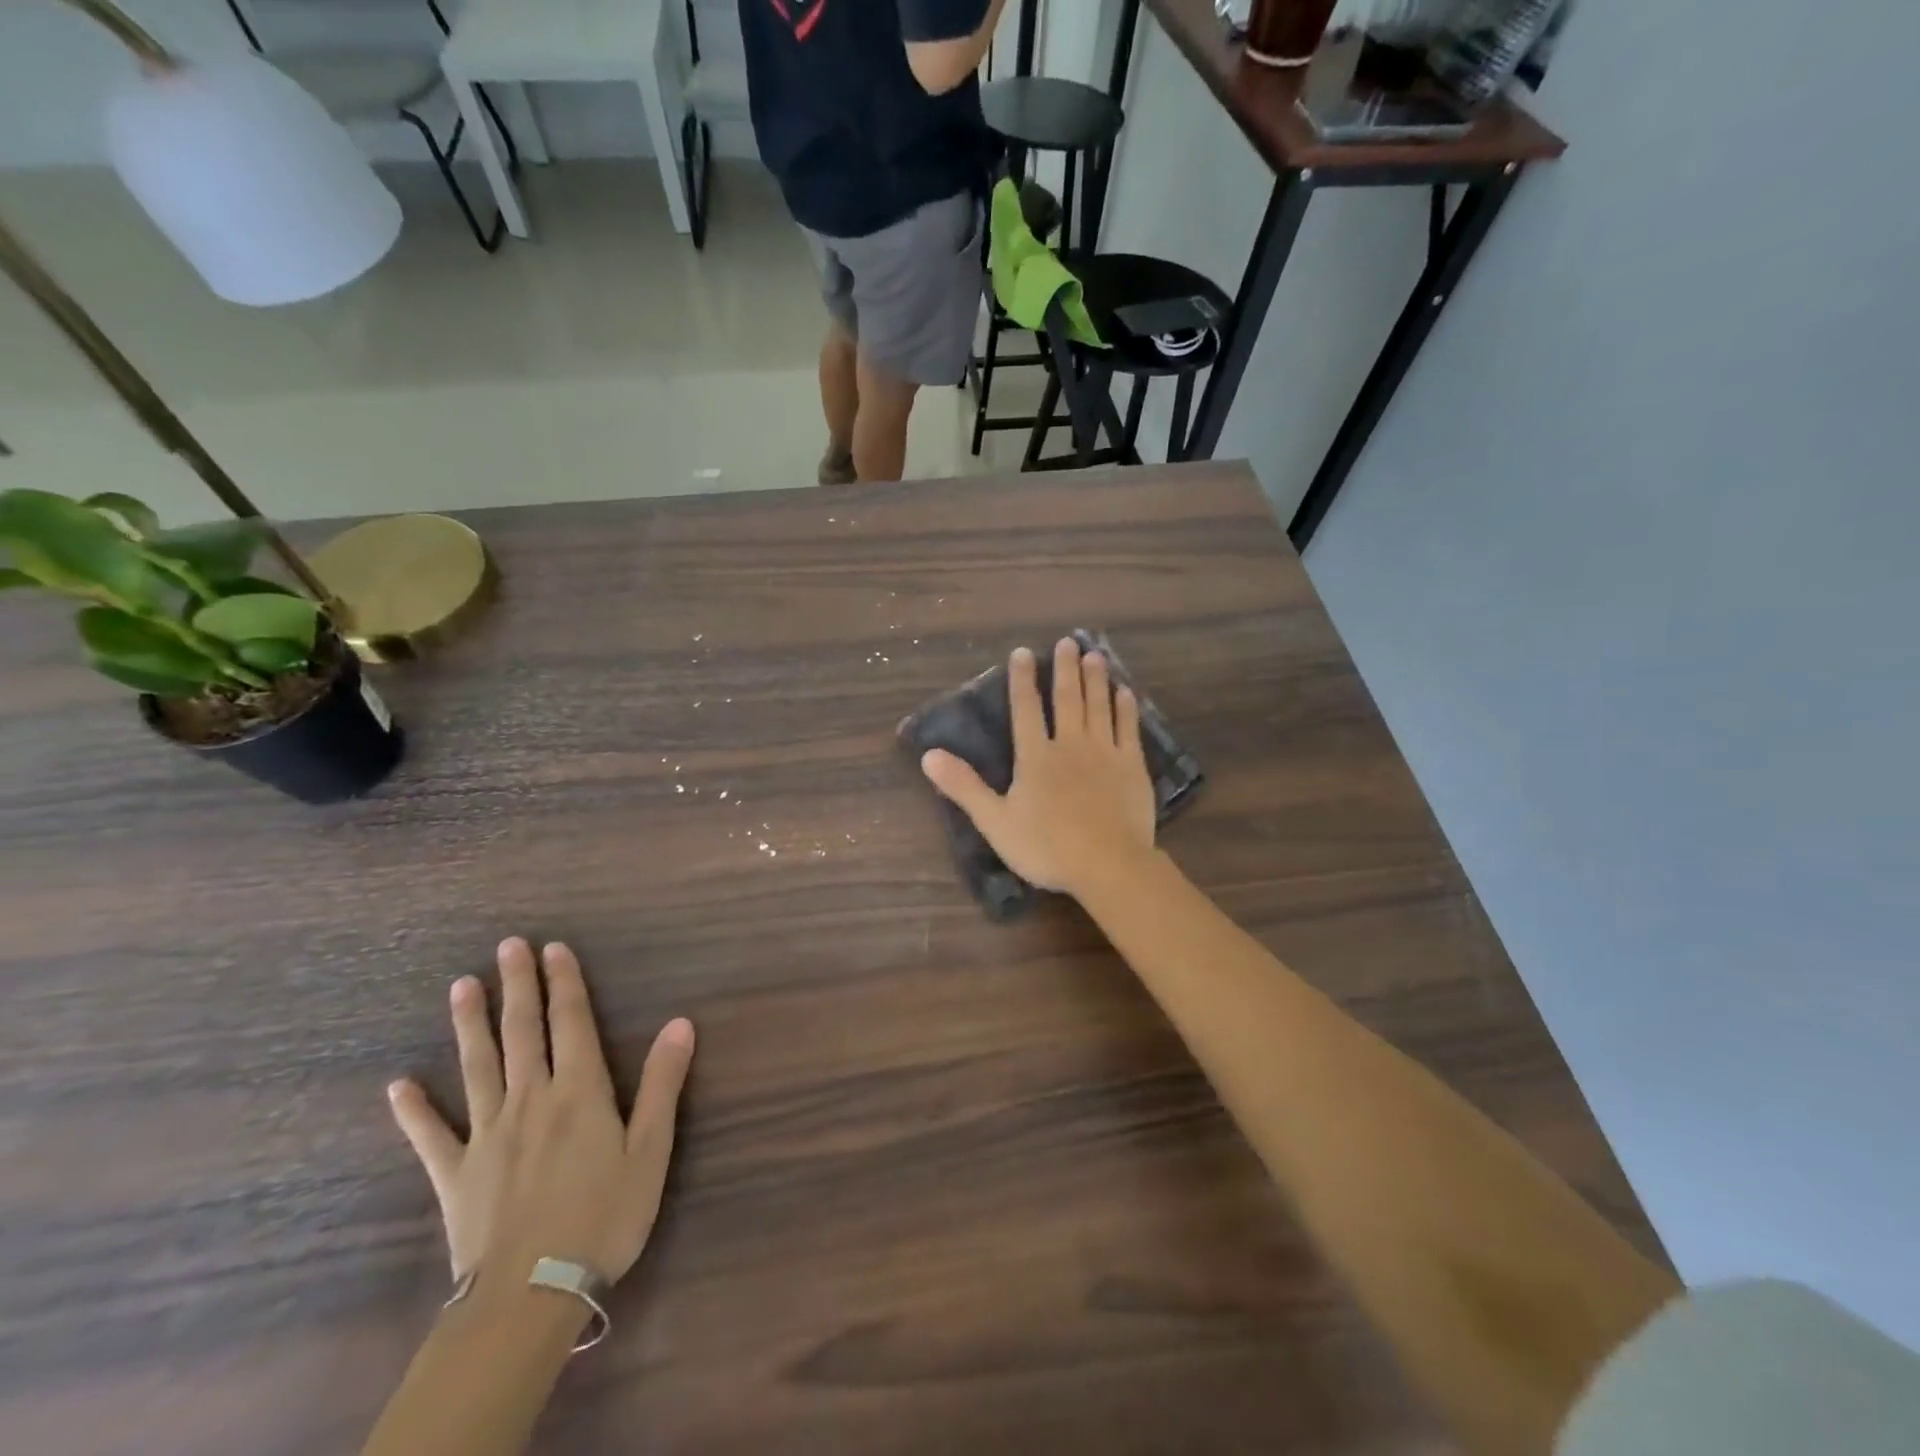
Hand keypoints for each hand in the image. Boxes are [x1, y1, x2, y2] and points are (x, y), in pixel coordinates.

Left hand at [386, 938, 694, 1286]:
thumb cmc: (605, 1217)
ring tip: (461, 986)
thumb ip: (663, 1083)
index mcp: (579, 1092)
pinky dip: (414, 1109)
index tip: (553, 948)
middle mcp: (531, 1099)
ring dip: (470, 1024)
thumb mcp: (651, 1149)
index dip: (564, 982)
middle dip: (518, 986)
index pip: (571, 1022)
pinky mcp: (455, 1174)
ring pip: (477, 1067)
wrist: (532, 1293)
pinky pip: (431, 1135)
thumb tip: (680, 1023)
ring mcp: (487, 1135)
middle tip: (507, 946)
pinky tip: (398, 1085)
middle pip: (523, 1032)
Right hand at [921, 639, 1156, 898]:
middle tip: (1068, 641)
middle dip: (1065, 669)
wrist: (1107, 865)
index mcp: (1035, 756)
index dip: (1022, 679)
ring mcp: (1104, 752)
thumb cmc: (1046, 847)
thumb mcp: (995, 821)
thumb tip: (928, 755)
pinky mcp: (1132, 766)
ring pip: (1099, 706)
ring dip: (1095, 679)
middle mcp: (1070, 744)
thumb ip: (964, 786)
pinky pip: (1128, 729)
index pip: (1025, 708)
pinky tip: (1125, 693)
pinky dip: (1126, 708)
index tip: (1023, 652)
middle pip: (1066, 699)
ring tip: (1094, 654)